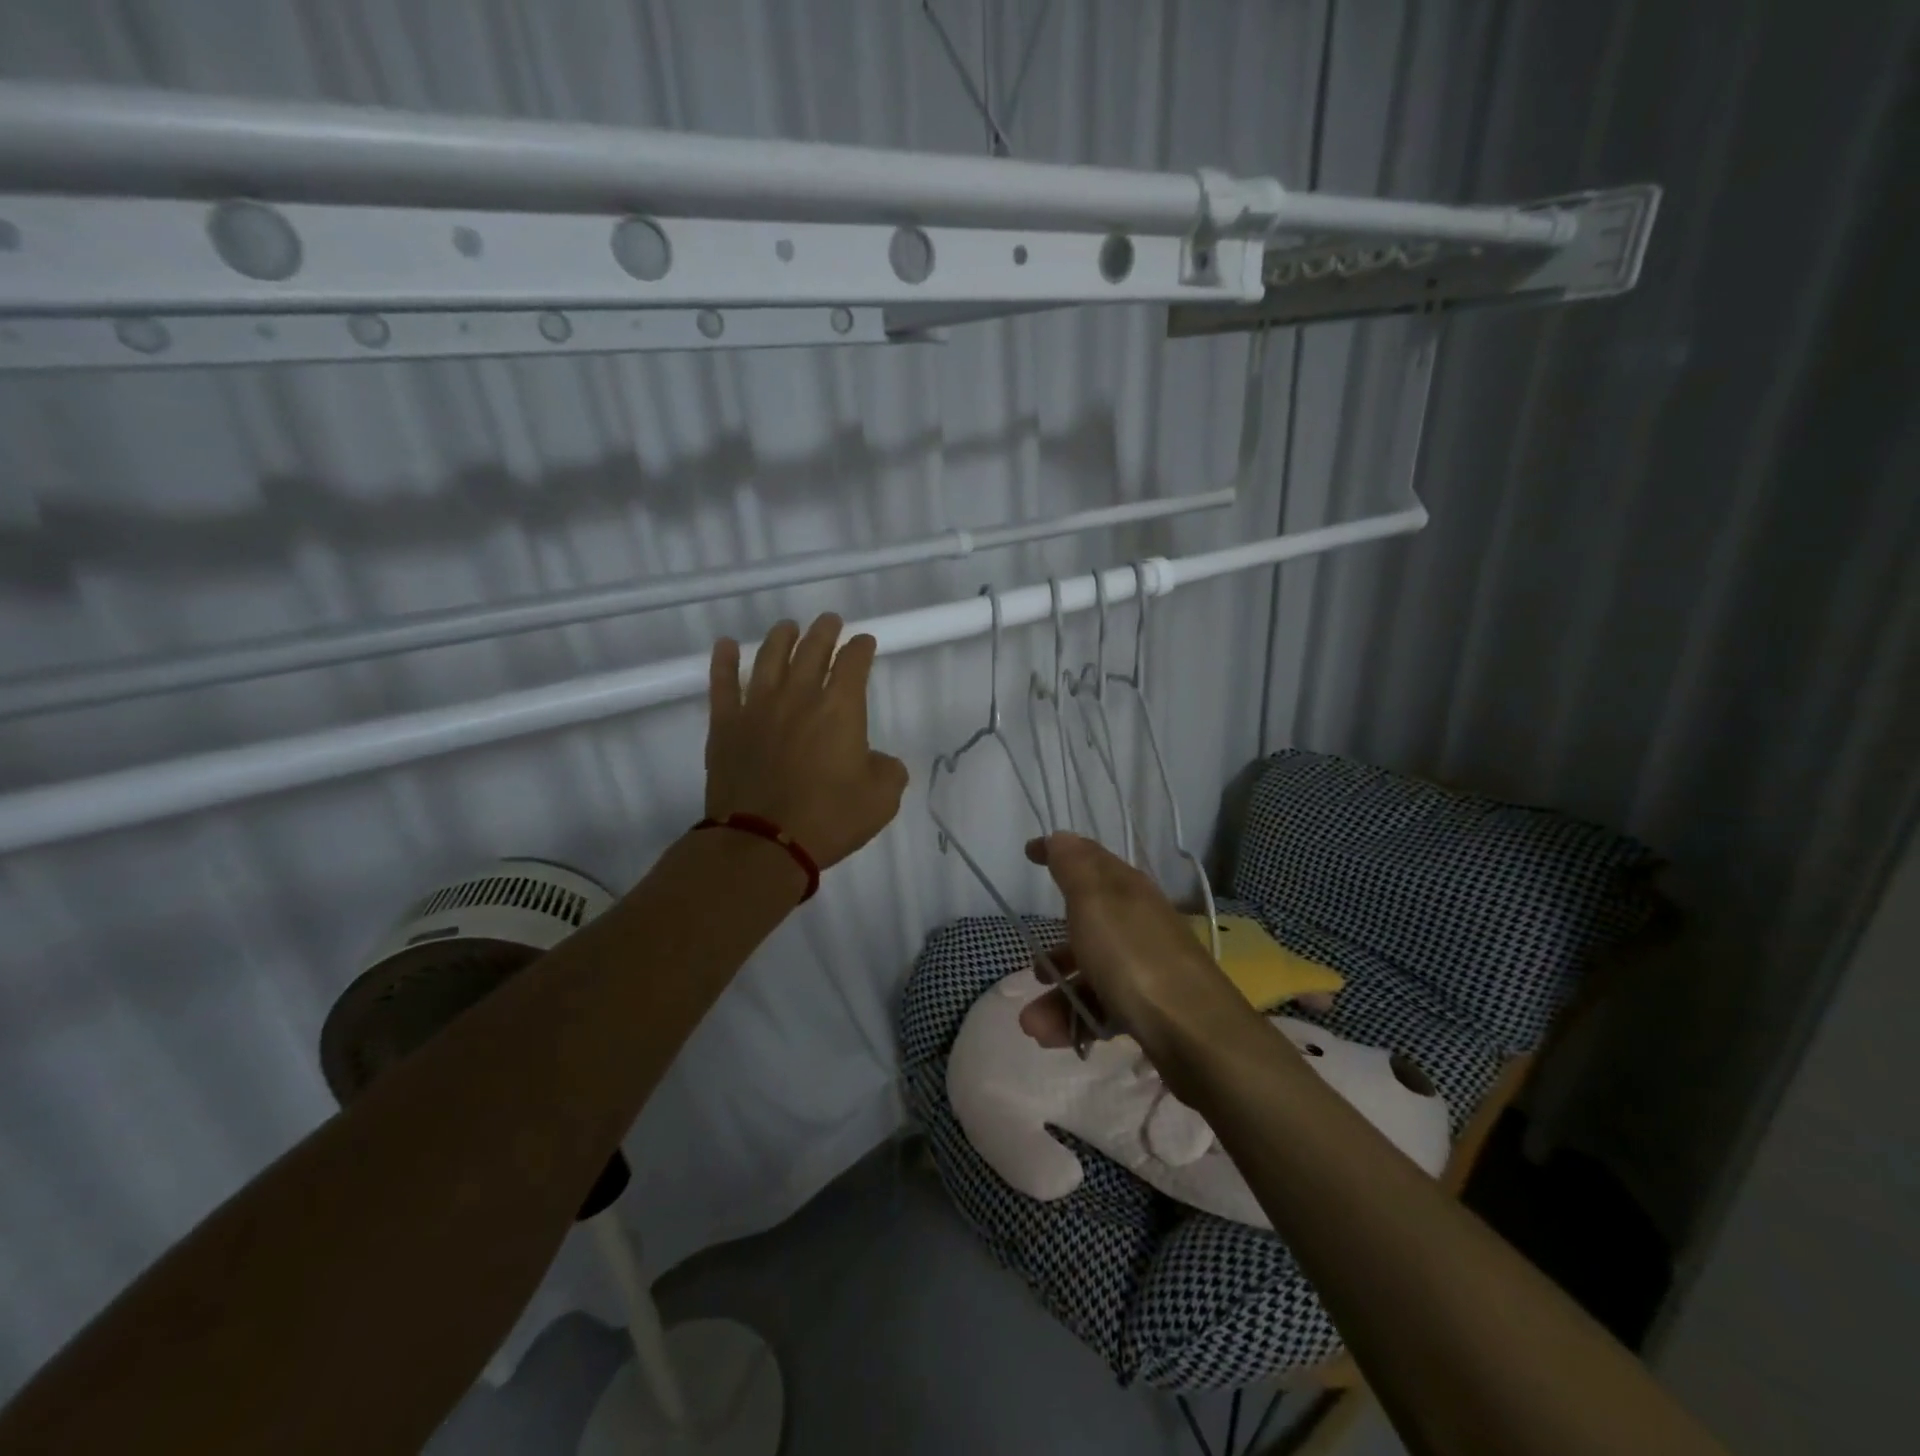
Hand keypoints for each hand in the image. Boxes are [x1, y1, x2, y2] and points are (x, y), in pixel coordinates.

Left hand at [705, 614, 909, 869]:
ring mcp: (757, 707)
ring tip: (787, 627)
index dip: (861, 648)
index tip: (864, 642)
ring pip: (769, 657)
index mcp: (840, 709)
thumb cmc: (828, 819)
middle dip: (824, 632)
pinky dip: (724, 661)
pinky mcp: (726, 725)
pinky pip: (723, 683)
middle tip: (829, 621)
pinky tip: (727, 645)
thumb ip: (888, 770)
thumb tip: (876, 760)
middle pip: (812, 650)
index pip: (853, 663)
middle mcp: (798, 697)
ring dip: (781, 637)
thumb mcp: (882, 799)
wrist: (763, 843)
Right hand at [1018, 833, 1244, 1054]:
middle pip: (1088, 926)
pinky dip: (1077, 1020)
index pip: (1090, 860)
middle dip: (1054, 950)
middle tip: (1033, 968)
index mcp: (1127, 890)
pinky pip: (1104, 1007)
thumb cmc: (1133, 957)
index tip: (1029, 854)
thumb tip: (1060, 837)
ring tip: (1034, 1024)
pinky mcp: (1151, 1008)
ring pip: (1092, 973)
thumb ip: (1073, 867)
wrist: (1195, 1033)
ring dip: (1059, 996)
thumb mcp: (1094, 901)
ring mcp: (1147, 967)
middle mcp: (1138, 923)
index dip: (1059, 853)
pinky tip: (1056, 1038)